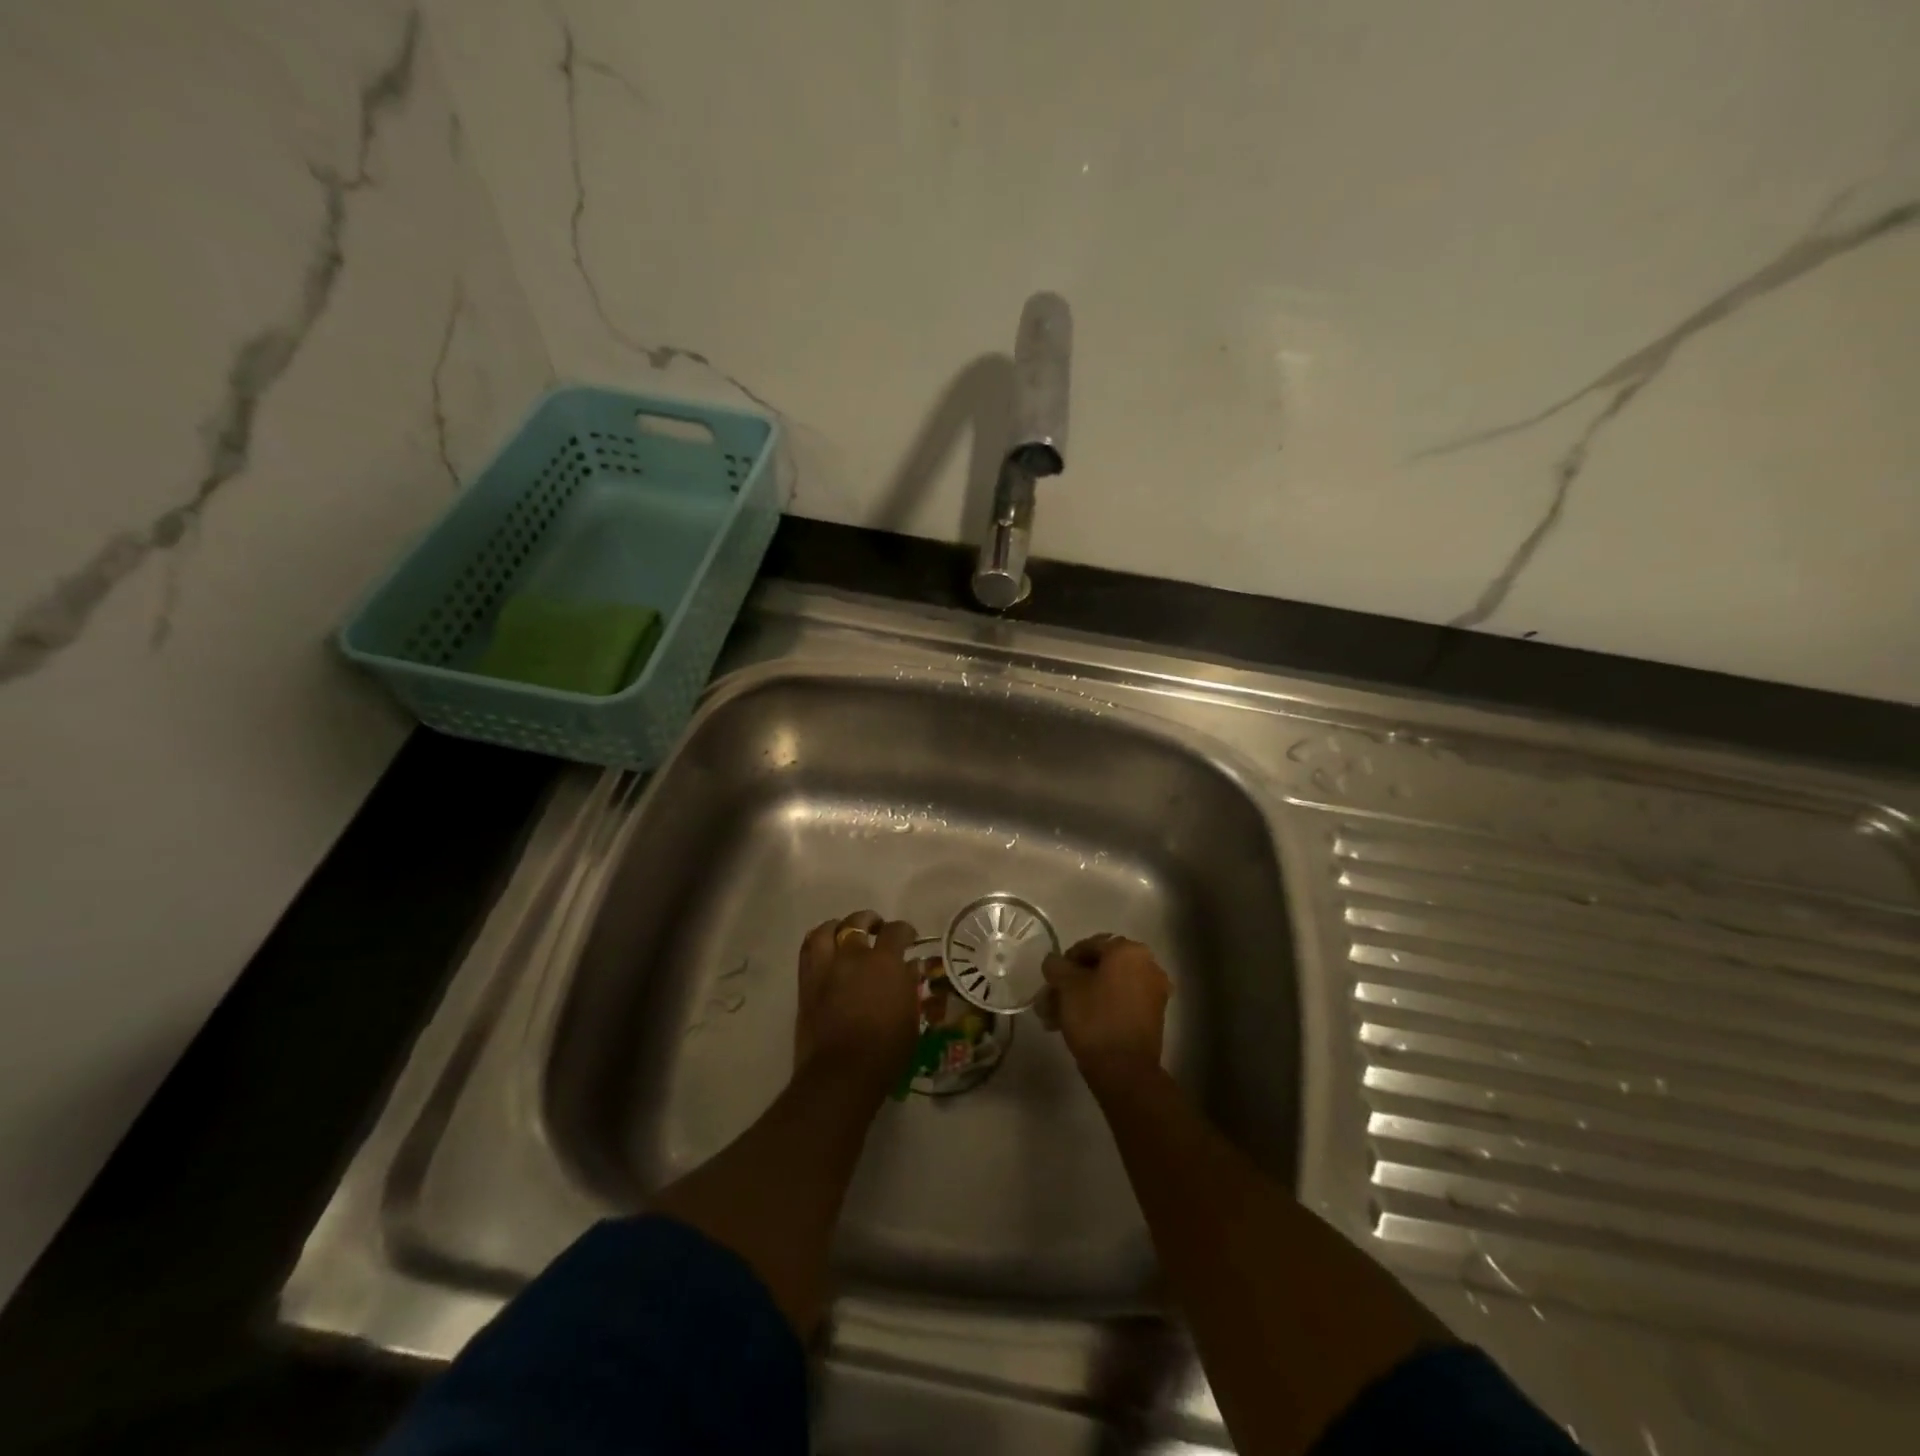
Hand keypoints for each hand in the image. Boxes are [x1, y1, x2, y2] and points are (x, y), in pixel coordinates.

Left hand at [795, 910, 920, 1091]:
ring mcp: (826, 968)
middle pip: (858, 922)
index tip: (909, 938)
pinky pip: (807, 951)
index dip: (905, 931)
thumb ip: (908, 986)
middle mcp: (853, 956)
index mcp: (884, 962)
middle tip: (876, 929)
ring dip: (838, 926)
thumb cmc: (886, 1050)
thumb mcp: (910, 1018)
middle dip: (869, 921)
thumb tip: (909, 967)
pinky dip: (817, 943)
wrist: (841, 1073)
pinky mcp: (806, 984)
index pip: (896, 931)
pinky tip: (825, 950)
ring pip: (827, 930)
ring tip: (844, 932)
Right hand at [1040, 933, 1171, 1093]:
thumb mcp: (1067, 986)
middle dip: (1071, 985)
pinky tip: (1076, 1026)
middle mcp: (1147, 965)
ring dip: (1081, 999)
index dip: (1065, 962)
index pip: (1089, 945)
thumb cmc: (1095, 1018)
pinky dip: (1099, 1009)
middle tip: (1050, 1002)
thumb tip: (1054, 961)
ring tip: (1056, 1019)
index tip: (1051, 981)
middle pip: (1099, 968)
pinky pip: (1120, 1003)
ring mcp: (1153, 992)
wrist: (1125, 1070)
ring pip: (1108, 987)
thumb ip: (1057, 966)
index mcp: (1129, 950)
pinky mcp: (1153, 1016)